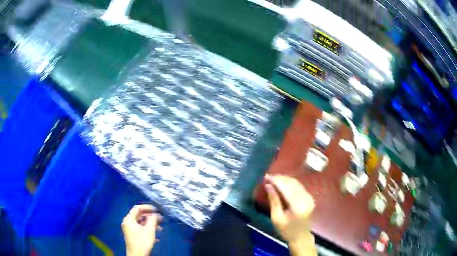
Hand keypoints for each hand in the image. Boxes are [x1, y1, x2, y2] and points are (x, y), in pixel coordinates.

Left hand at [122, 205, 162, 255]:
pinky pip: (140, 228)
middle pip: (139, 215)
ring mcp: (129, 229)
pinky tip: (156, 235)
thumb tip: (155, 214)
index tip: (156, 209)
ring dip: (150, 224)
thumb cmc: (142, 241)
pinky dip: (148, 229)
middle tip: (160, 218)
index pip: (137, 208)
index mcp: (129, 219)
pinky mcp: (132, 235)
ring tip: (160, 228)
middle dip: (151, 217)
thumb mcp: (149, 229)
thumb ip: (152, 219)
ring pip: (141, 223)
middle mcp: (128, 222)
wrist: (137, 254)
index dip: (147, 207)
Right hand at [265, 175, 315, 255]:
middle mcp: (306, 198)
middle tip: (268, 177)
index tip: (266, 176)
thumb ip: (273, 200)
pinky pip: (299, 186)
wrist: (301, 236)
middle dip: (280, 178)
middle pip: (292, 183)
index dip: (276, 180)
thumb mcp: (276, 218)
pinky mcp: (309, 197)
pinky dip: (289, 183)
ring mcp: (309, 197)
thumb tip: (268, 185)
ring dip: (284, 179)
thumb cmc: (286, 230)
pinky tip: (282, 183)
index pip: (286, 188)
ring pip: (296, 183)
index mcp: (298, 205)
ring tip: (273, 179)